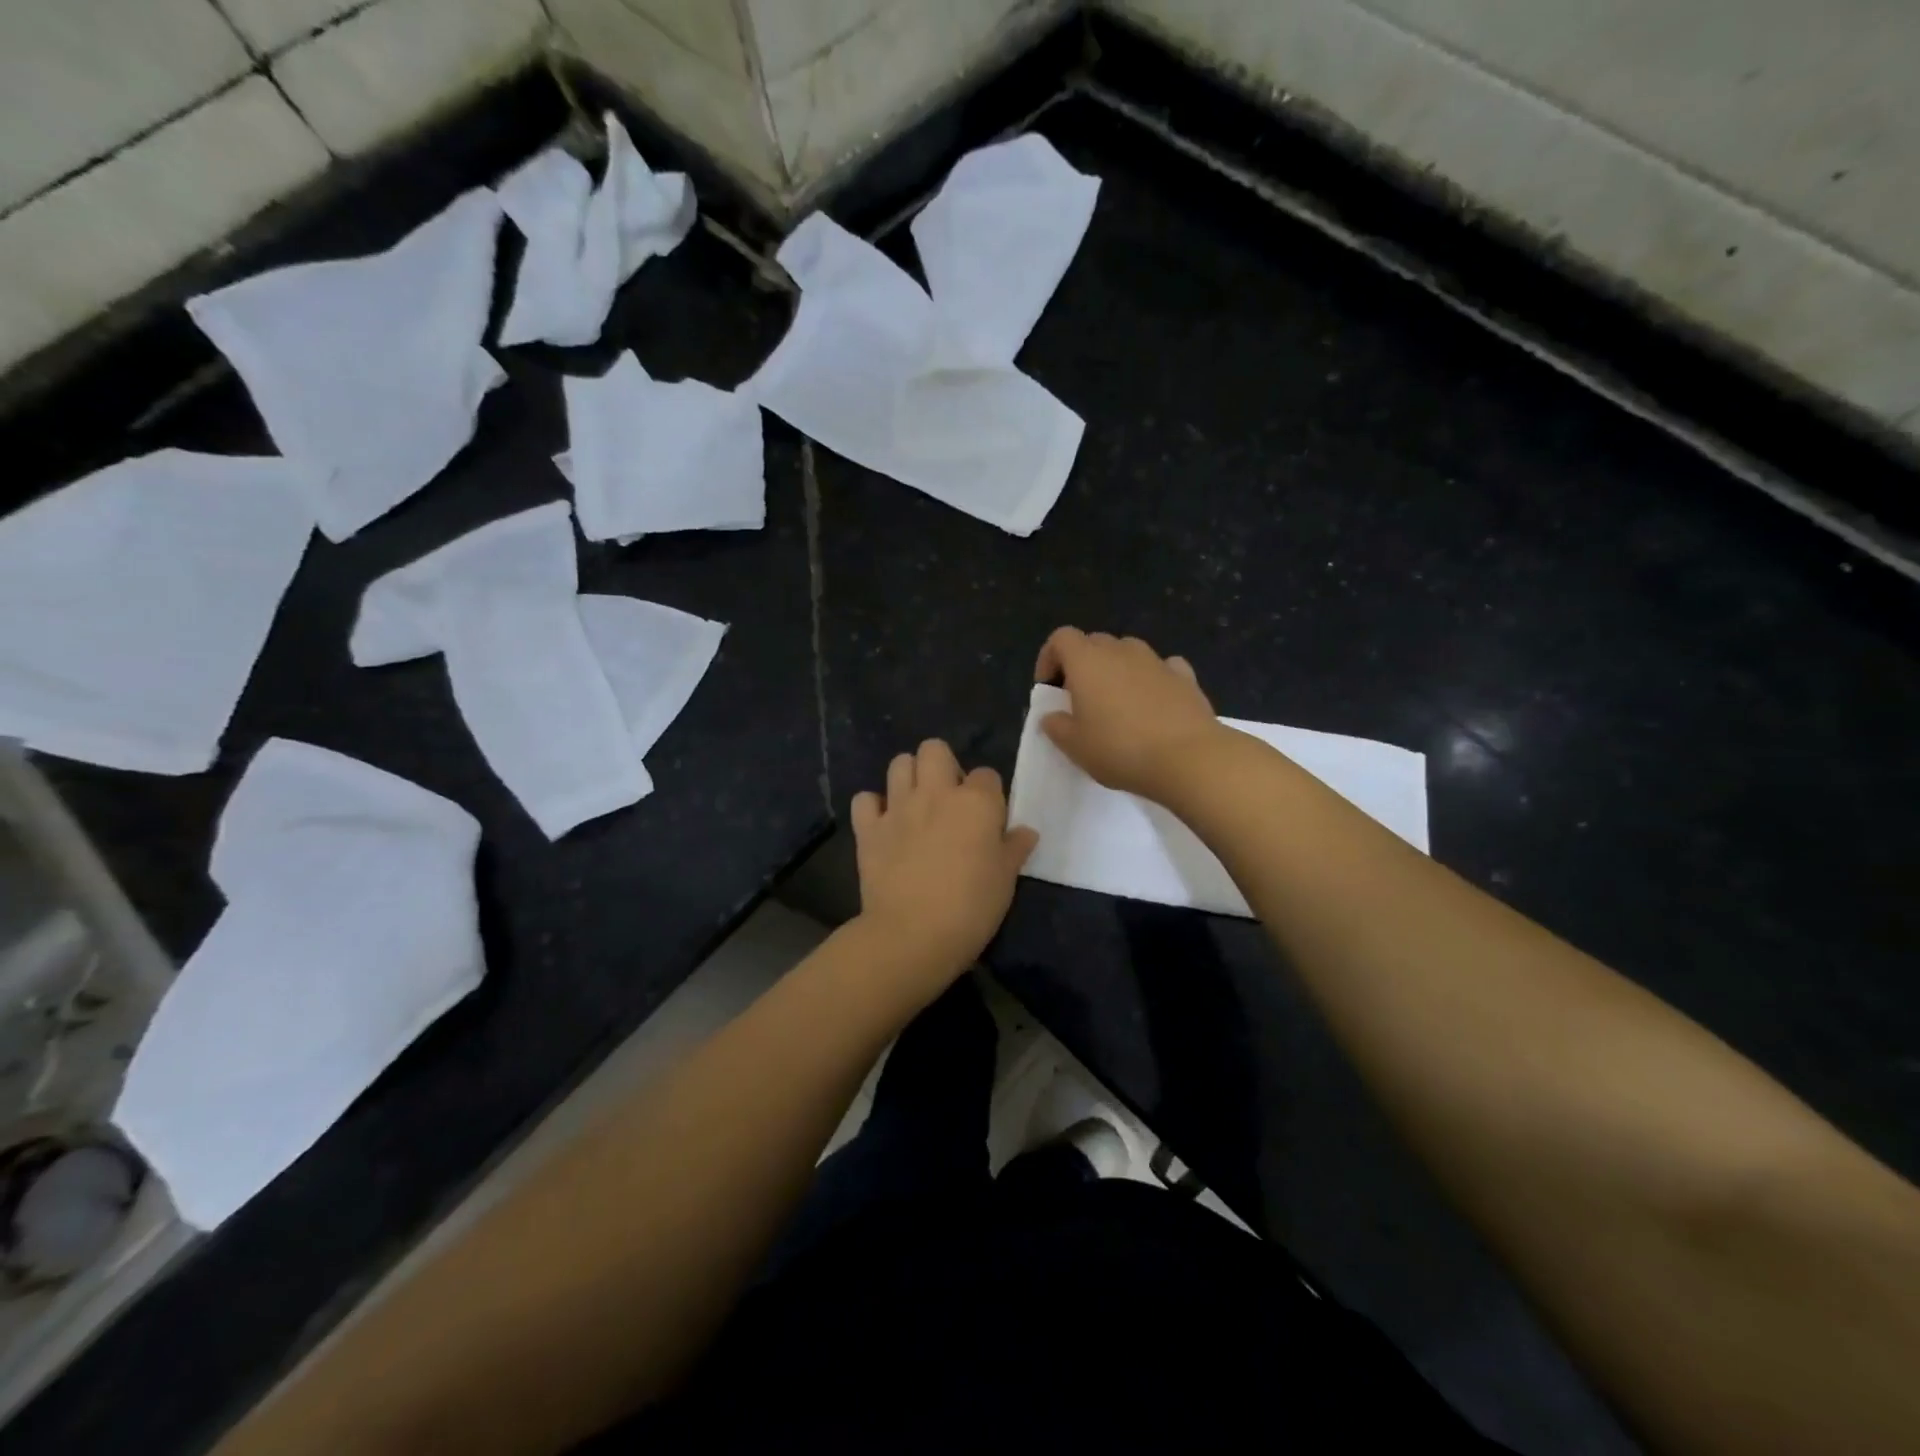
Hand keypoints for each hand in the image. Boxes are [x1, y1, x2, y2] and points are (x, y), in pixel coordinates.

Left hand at [851, 739, 1037, 982]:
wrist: (913, 934)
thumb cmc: (971, 908)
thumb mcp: (1006, 880)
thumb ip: (1014, 849)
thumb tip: (1025, 832)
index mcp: (976, 802)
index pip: (987, 775)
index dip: (988, 794)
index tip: (988, 819)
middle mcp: (936, 793)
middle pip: (935, 749)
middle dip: (942, 765)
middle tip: (948, 798)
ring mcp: (898, 807)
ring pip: (899, 763)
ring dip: (908, 777)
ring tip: (916, 804)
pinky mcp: (868, 828)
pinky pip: (864, 799)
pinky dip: (872, 807)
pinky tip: (883, 824)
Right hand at [1034, 627, 1223, 798]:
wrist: (1188, 758)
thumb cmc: (1120, 749)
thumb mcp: (1075, 747)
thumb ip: (1056, 727)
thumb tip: (1052, 716)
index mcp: (1087, 661)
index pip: (1061, 638)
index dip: (1049, 658)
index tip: (1049, 688)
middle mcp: (1121, 651)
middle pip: (1094, 642)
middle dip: (1082, 664)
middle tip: (1080, 699)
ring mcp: (1156, 661)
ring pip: (1128, 652)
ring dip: (1117, 669)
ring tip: (1117, 703)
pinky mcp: (1185, 676)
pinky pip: (1161, 667)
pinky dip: (1152, 678)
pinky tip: (1153, 703)